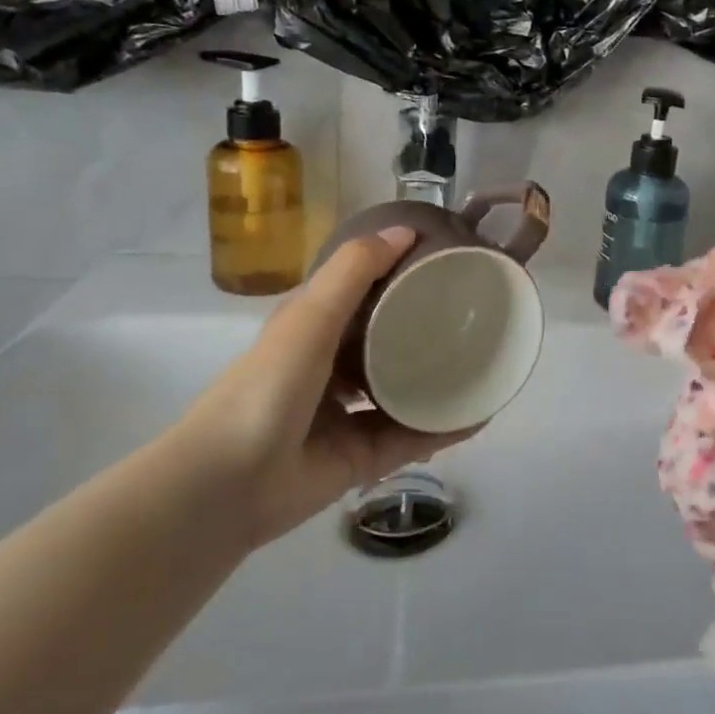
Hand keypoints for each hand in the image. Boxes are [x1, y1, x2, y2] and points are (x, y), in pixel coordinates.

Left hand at [171, 229, 470, 545]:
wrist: (230, 483)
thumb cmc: (268, 386)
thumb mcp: (309, 316)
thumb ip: (354, 271)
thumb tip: (407, 229)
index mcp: (313, 332)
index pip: (361, 295)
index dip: (396, 275)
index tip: (441, 261)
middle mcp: (331, 370)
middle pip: (386, 343)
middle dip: (424, 330)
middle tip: (474, 313)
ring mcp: (347, 417)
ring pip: (403, 392)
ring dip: (439, 380)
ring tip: (484, 362)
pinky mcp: (363, 458)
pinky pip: (413, 437)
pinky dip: (445, 428)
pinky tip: (481, 414)